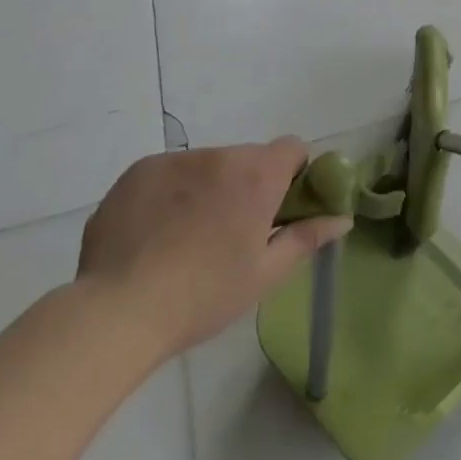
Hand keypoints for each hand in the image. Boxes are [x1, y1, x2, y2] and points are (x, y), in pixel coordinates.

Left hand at [78, 139, 349, 361]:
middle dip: (246, 186)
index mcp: (257, 175)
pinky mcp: (138, 171)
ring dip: (207, 188)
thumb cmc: (204, 295)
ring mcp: (175, 160)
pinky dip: (170, 194)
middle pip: (247, 158)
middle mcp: (220, 155)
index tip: (280, 208)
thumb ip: (307, 237)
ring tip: (185, 239)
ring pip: (206, 166)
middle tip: (230, 233)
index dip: (293, 173)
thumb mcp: (265, 275)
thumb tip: (342, 217)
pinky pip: (168, 173)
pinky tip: (154, 235)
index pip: (292, 147)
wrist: (118, 311)